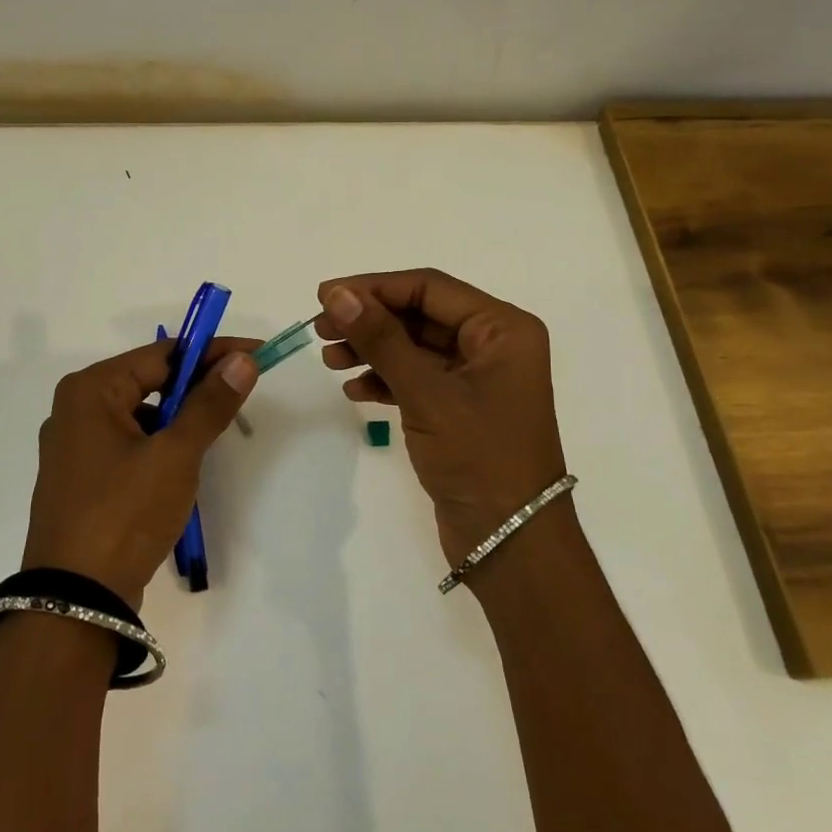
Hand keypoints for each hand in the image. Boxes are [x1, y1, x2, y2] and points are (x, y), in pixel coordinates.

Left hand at [23, 337, 258, 606]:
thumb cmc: (124, 514)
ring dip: (180, 419)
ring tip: (215, 432)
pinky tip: (183, 465)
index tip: (254, 355)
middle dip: (197, 386)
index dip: (212, 353)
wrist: (75, 602)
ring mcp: (74, 447)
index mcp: (90, 390)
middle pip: (149, 381)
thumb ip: (210, 404)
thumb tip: (242, 360)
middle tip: (242, 391)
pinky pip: (129, 444)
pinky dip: (160, 445)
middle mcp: (75, 409)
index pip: (163, 355)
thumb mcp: (175, 455)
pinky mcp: (82, 479)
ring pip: (142, 415)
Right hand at [316, 269, 565, 566]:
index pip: (429, 287)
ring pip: (414, 347)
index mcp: (502, 329)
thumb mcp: (426, 392)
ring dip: (372, 350)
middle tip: (320, 329)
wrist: (511, 543)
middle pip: (420, 315)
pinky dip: (385, 379)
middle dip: (370, 320)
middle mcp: (494, 345)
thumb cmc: (479, 457)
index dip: (374, 287)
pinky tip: (355, 390)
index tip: (324, 295)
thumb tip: (337, 294)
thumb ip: (381, 338)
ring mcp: (477, 379)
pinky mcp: (460, 409)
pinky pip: (417, 378)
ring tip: (330, 361)